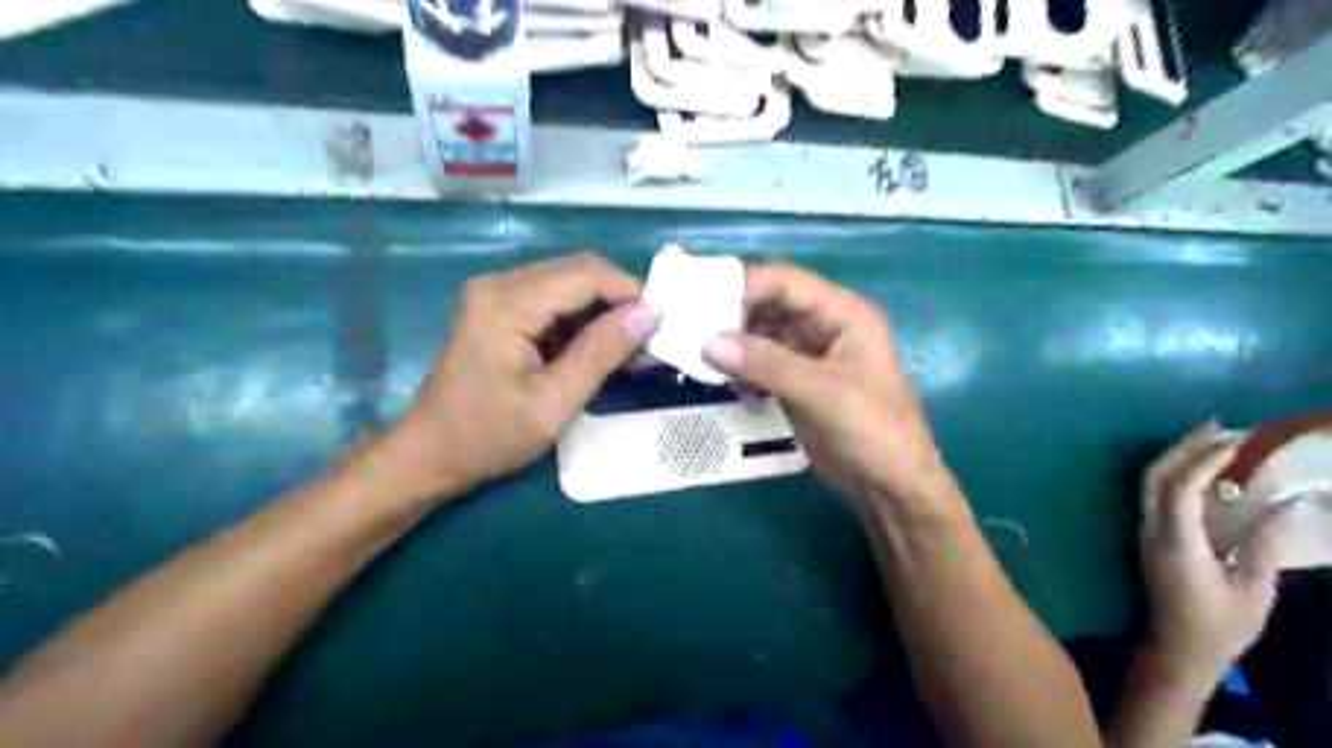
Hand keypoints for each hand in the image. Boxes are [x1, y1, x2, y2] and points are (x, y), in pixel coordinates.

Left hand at [377, 252, 656, 501]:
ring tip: (630, 349)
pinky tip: (599, 351)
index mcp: (508, 303)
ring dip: (603, 311)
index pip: (586, 275)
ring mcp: (497, 295)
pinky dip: (582, 321)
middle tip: (649, 338)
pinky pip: (553, 301)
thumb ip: (601, 353)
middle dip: (620, 300)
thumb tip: (650, 313)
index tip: (663, 324)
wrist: (429, 455)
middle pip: (578, 271)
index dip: (631, 292)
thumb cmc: (488, 437)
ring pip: (569, 284)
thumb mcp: (554, 403)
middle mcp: (500, 284)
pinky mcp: (499, 309)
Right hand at [697, 264, 957, 513]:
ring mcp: (808, 355)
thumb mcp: (822, 392)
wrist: (889, 485)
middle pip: (769, 305)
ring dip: (735, 348)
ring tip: (709, 367)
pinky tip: (736, 392)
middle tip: (693, 334)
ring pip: (760, 335)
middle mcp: (823, 326)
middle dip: (733, 317)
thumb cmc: (872, 430)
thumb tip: (708, 344)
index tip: (703, 306)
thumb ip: (766, 364)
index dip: (746, 287)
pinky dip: (744, 373)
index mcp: (842, 314)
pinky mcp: (795, 382)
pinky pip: (760, 365)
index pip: (786, 282)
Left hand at [1138, 422, 1285, 683]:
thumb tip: (1292, 501)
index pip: (1179, 489)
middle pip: (1155, 476)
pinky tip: (1204, 469)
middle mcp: (1152, 529)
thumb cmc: (1219, 624)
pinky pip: (1156, 493)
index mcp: (1176, 541)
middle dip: (1183, 447)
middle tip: (1219, 426)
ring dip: (1178, 456)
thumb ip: (1265, 543)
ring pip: (1150, 482)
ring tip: (1213, 438)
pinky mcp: (1151, 534)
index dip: (1202, 460)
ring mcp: (1146, 530)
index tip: (1234, 440)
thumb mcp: (1253, 588)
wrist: (1178, 647)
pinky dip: (1177, 473)